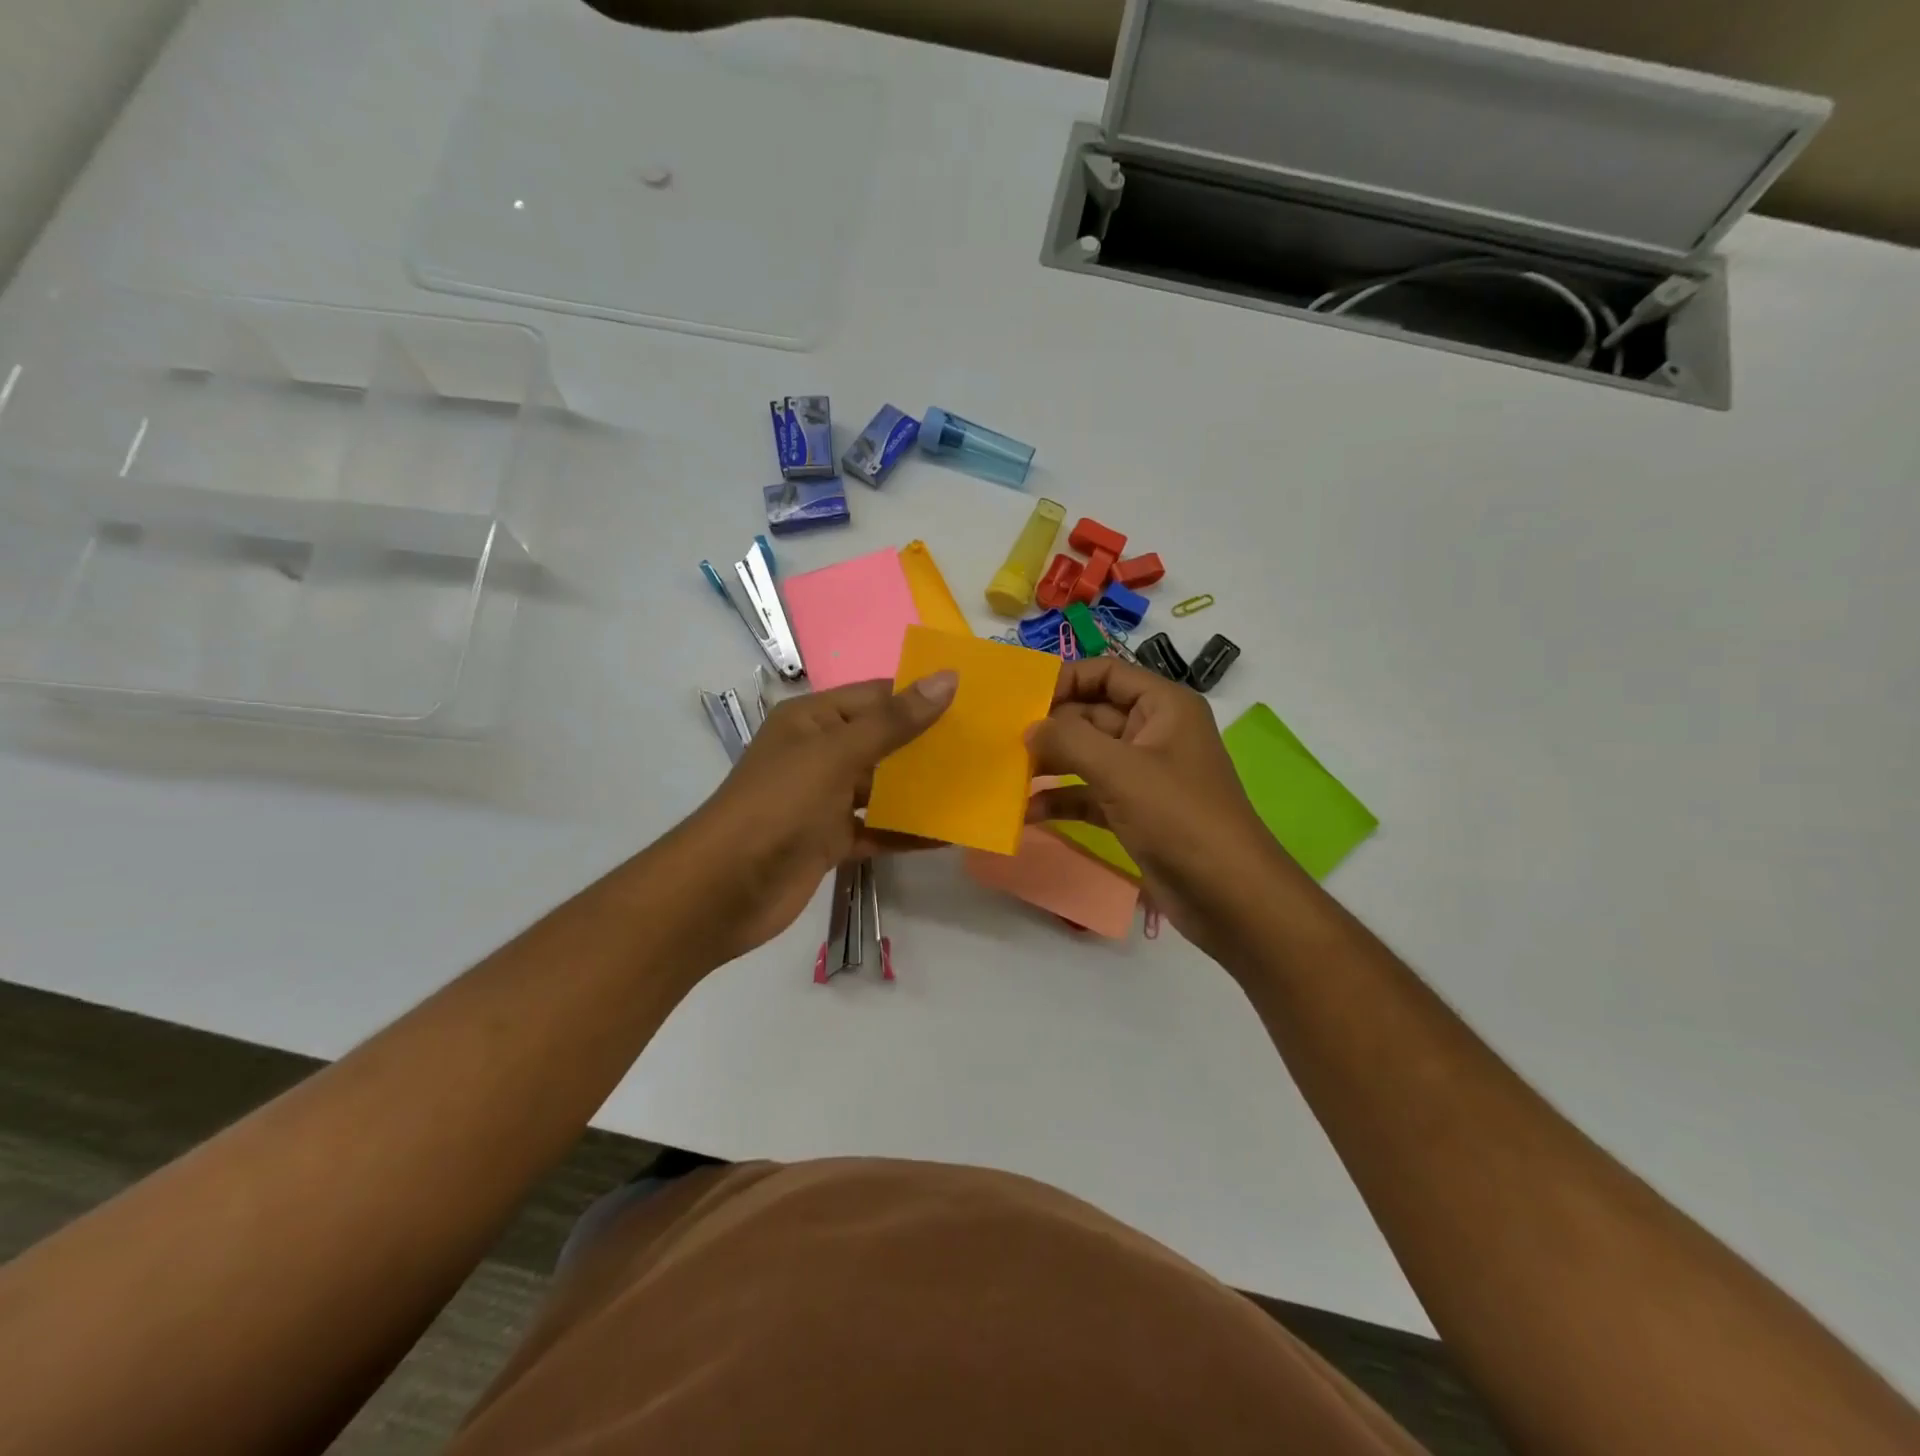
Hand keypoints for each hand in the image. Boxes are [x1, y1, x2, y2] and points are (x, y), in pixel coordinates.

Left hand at [670, 673, 955, 964]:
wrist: (723, 889)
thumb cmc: (778, 805)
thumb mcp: (837, 754)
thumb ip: (894, 722)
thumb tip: (947, 679)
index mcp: (813, 720)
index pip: (877, 696)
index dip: (922, 696)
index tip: (975, 701)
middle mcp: (819, 754)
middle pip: (884, 742)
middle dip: (929, 746)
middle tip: (986, 747)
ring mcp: (824, 800)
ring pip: (883, 789)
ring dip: (923, 791)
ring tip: (977, 787)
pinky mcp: (830, 841)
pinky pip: (877, 830)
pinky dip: (907, 833)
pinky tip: (949, 835)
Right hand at [1027, 657, 1300, 961]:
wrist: (1228, 895)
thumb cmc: (1179, 817)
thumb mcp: (1121, 770)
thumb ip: (1069, 740)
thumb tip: (1029, 727)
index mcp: (1164, 706)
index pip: (1106, 673)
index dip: (1064, 680)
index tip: (1020, 700)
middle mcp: (1154, 733)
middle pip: (1092, 715)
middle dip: (1050, 727)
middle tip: (1001, 740)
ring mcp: (1144, 775)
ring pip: (1087, 757)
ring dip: (1050, 764)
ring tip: (1006, 773)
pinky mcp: (1135, 812)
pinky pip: (1090, 794)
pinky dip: (1062, 800)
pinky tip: (1027, 812)